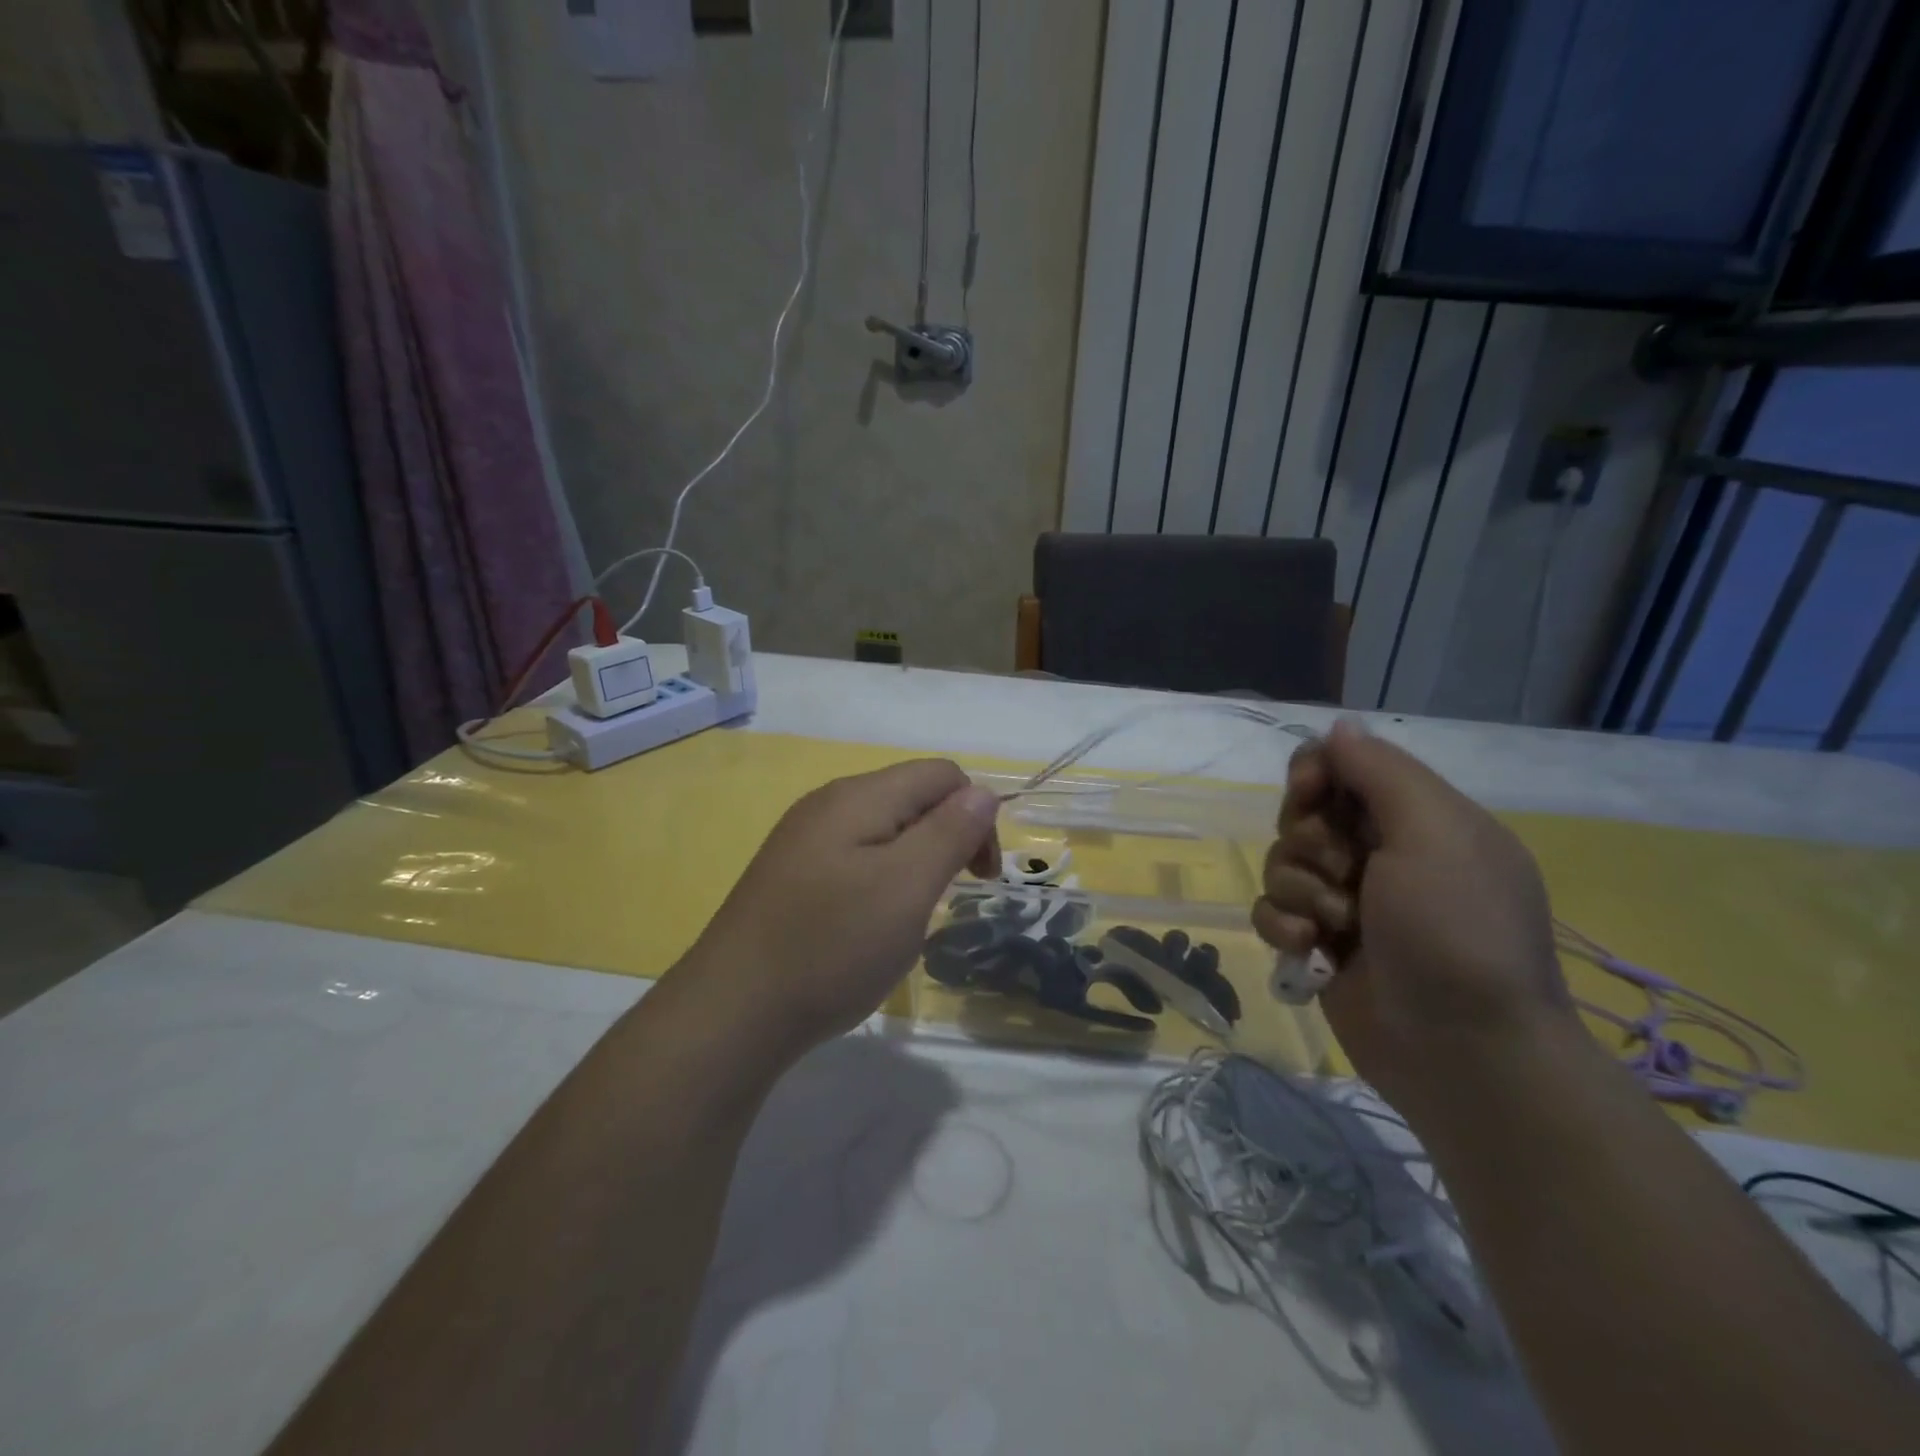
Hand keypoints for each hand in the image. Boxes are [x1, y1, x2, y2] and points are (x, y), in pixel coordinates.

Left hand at [673, 759, 1000, 1064]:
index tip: (979, 877)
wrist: (733, 1012)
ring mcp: (804, 839)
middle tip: (950, 897)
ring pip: (885, 830)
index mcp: (860, 796)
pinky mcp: (791, 873)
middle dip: (947, 838)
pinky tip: (869, 924)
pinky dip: (881, 881)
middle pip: (912, 797)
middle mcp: (829, 803)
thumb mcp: (906, 887)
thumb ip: (950, 831)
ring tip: (910, 915)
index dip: (976, 816)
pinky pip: (855, 857)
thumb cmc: (832, 946)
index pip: (942, 774)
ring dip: (915, 863)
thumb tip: (983, 791)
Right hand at [1252, 721, 1575, 1120]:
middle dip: (1309, 841)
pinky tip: (1310, 950)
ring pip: (1281, 864)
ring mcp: (1347, 902)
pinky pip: (1272, 911)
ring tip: (1335, 926)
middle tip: (1344, 873)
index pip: (1342, 766)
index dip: (1315, 772)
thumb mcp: (1433, 832)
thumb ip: (1379, 771)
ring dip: (1299, 890)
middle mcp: (1381, 854)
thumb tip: (1338, 727)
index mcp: (1418, 820)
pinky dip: (1284, 926)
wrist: (1462, 1052)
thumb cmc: (1455, 930)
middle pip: (1302, 814)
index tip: (1308, 793)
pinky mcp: (1319, 944)